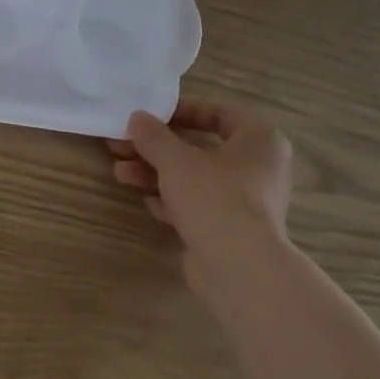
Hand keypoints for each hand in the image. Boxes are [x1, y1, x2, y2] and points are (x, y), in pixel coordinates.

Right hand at [108, 100, 294, 295]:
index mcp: (259, 139)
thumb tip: (137, 117)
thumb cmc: (214, 197)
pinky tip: (147, 202)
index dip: (182, 112)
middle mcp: (259, 167)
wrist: (239, 266)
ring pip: (195, 179)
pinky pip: (199, 206)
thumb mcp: (176, 160)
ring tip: (120, 173)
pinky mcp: (232, 229)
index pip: (220, 113)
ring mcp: (247, 201)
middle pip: (201, 148)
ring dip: (156, 174)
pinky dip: (173, 201)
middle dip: (157, 148)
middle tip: (122, 146)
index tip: (151, 117)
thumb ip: (154, 136)